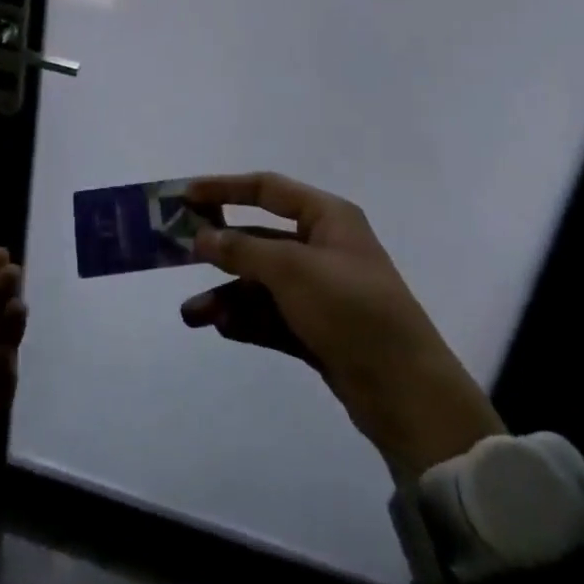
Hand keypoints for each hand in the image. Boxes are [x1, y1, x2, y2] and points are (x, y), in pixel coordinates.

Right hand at [179, 172, 503, 479]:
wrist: (408, 394)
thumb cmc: (351, 309)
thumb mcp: (292, 270)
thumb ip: (241, 250)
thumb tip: (200, 237)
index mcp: (327, 217)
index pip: (267, 189)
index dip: (224, 188)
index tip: (184, 196)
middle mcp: (323, 248)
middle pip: (259, 239)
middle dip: (220, 251)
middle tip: (176, 255)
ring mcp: (320, 292)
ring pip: (261, 284)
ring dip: (226, 295)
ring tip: (192, 316)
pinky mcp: (318, 331)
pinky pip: (271, 316)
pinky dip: (246, 319)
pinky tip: (220, 328)